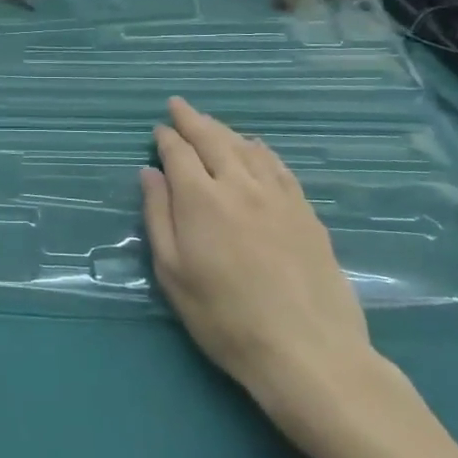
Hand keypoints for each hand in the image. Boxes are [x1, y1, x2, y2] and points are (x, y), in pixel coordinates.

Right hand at [142, 98, 410, 457]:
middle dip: (193, 120)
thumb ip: (158, 216)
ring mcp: (278, 196)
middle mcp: (240, 185)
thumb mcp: (173, 273)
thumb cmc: (225, 318)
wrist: (307, 351)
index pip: (179, 153)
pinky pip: (279, 166)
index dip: (167, 138)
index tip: (159, 129)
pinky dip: (260, 150)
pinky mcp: (306, 211)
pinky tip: (256, 149)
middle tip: (179, 106)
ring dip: (225, 130)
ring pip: (248, 147)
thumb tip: (150, 173)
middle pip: (214, 139)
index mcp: (201, 199)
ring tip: (212, 125)